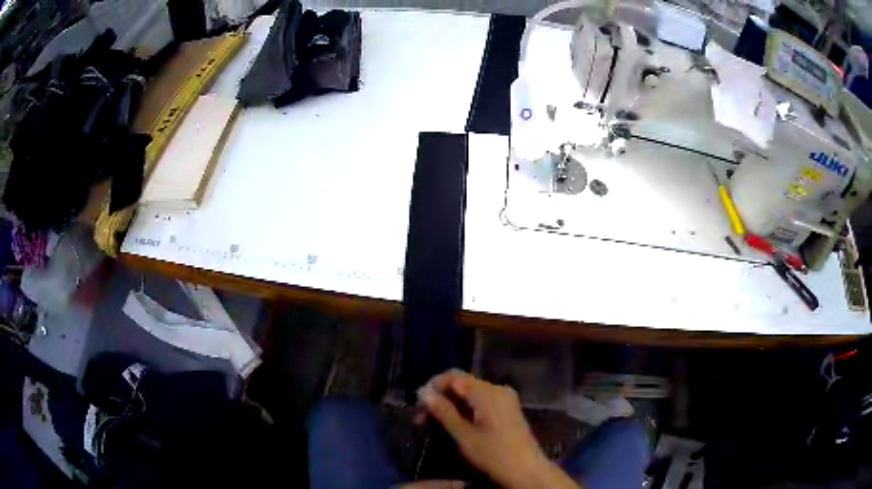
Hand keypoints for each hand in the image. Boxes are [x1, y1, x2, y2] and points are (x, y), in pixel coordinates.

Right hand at [417, 370, 579, 488]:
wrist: (527, 470)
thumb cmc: (494, 454)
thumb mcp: (464, 435)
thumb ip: (444, 412)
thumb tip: (424, 393)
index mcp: (487, 392)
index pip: (454, 376)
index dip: (433, 386)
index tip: (418, 404)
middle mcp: (497, 389)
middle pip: (462, 384)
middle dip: (440, 398)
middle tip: (421, 419)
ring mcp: (504, 399)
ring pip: (470, 394)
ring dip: (450, 405)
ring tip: (432, 424)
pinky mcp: (507, 410)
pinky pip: (481, 402)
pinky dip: (464, 410)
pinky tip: (453, 424)